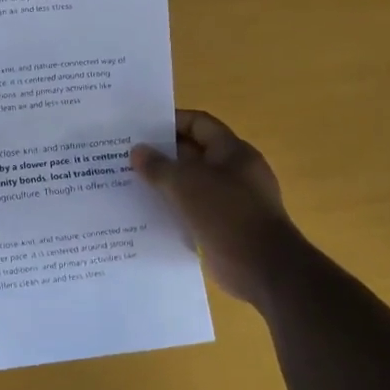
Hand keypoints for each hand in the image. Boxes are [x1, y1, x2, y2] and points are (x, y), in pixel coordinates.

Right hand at [132, 109, 300, 305]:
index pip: (199, 124)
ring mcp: (231, 201)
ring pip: (192, 184)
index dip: (171, 122)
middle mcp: (234, 172)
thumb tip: (137, 151)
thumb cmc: (227, 214)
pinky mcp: (224, 227)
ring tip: (129, 183)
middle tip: (126, 156)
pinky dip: (173, 209)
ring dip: (165, 184)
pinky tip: (146, 213)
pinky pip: (194, 210)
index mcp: (232, 152)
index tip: (140, 129)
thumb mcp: (186, 184)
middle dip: (162, 154)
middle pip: (194, 153)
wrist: (263, 268)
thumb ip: (158, 166)